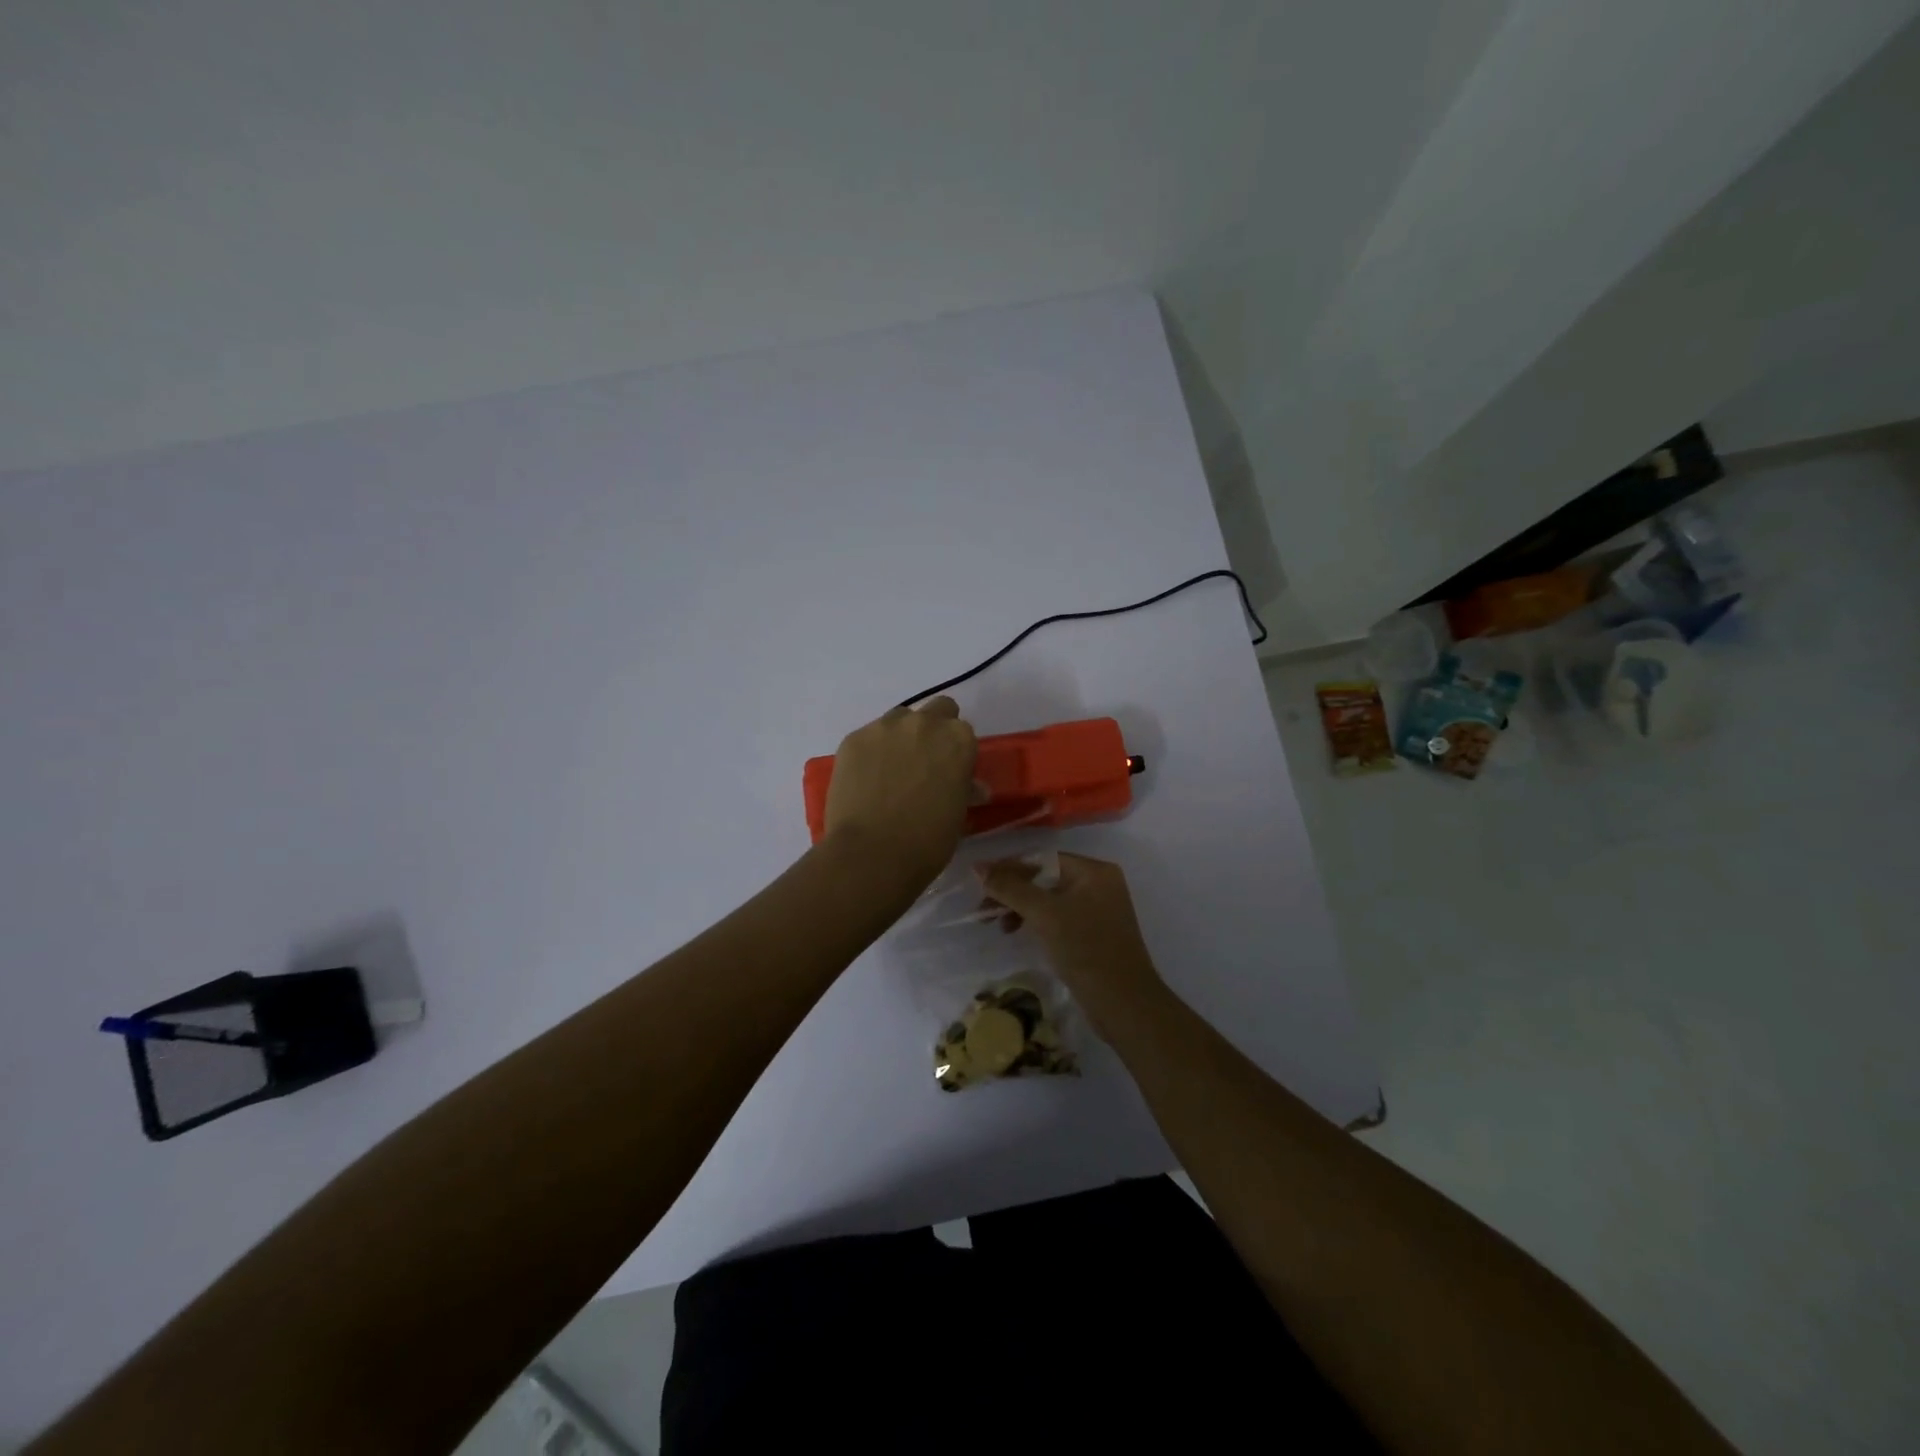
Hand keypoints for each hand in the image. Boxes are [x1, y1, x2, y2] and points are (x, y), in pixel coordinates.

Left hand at [823, 697, 977, 887]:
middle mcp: (923, 723)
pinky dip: (871, 753)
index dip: (956, 750)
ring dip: (901, 737)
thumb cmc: (927, 841)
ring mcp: (884, 727)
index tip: (949, 770)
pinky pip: (868, 737)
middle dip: (933, 730)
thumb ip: (963, 788)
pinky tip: (866, 780)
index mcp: (958, 739)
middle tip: (924, 763)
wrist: (872, 854)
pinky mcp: (853, 739)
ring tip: (891, 771)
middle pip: (935, 711)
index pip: (963, 731)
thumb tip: (970, 786)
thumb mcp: (958, 815)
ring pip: (899, 719)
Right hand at [977, 852, 1167, 1033]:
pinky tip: (1019, 934)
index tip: (980, 882)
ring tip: (999, 926)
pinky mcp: (1094, 934)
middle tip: (984, 908)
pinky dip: (1037, 922)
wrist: (1124, 1004)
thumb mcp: (1045, 915)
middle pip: (1045, 877)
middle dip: (1013, 891)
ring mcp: (1099, 910)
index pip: (1042, 858)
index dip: (1009, 867)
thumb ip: (1011, 888)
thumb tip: (978, 867)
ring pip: (1050, 899)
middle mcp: (1099, 884)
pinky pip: (1059, 917)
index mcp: (1094, 871)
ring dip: (1022, 908)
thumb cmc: (1086, 950)